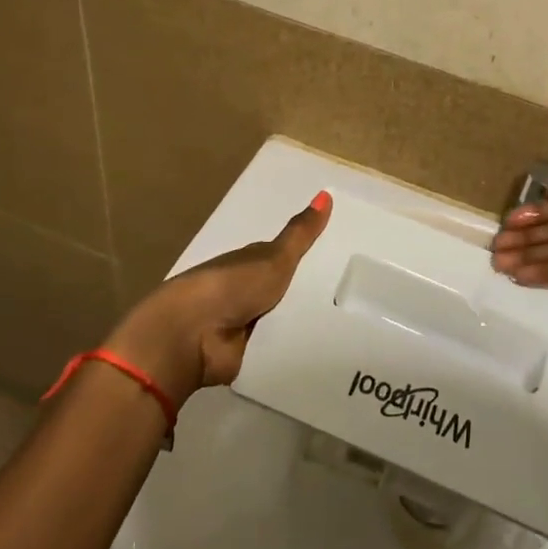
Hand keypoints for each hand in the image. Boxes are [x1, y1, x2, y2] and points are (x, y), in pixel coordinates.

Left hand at [104, 192, 330, 406]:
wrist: (192, 336)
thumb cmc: (232, 285)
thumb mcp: (274, 257)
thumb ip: (301, 234)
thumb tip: (326, 194)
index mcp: (251, 263)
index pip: (285, 256)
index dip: (309, 255)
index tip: (342, 255)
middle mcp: (248, 291)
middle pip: (289, 290)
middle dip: (314, 292)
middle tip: (355, 293)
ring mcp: (246, 324)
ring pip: (287, 319)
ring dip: (307, 321)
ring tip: (351, 321)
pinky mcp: (248, 354)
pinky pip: (281, 347)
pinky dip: (297, 346)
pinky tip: (329, 345)